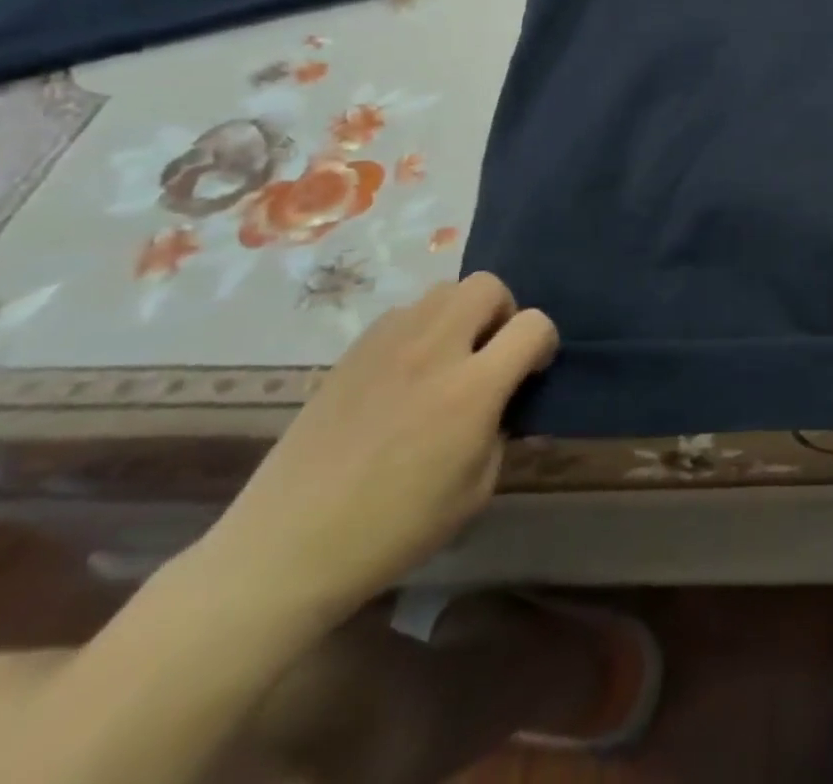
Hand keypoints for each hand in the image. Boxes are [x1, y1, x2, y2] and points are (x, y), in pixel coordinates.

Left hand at [202, 273, 556, 620]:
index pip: (534, 325)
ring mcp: (389, 344)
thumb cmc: (393, 530)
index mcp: (472, 389)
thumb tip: (503, 404)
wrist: (288, 546)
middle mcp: (434, 350)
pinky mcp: (353, 351)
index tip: (531, 371)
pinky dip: (420, 328)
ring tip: (448, 358)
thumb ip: (501, 432)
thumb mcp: (475, 491)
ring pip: (444, 290)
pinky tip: (406, 371)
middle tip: (490, 353)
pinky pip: (404, 312)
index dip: (543, 343)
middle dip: (502, 311)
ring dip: (460, 314)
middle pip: (487, 286)